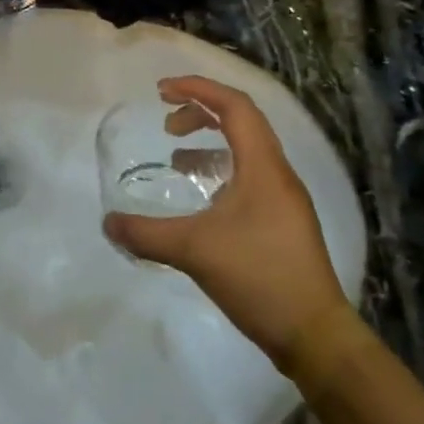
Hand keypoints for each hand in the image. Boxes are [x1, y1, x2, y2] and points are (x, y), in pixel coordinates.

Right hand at [104, 77, 348, 371]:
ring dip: (210, 142)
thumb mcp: (194, 251)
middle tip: (166, 123)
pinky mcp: (282, 221)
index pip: (234, 106)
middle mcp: (278, 173)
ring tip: (176, 159)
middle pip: (242, 121)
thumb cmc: (259, 278)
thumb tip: (108, 222)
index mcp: (263, 166)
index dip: (198, 88)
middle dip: (201, 112)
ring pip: (246, 150)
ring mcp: (284, 199)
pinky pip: (249, 176)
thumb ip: (146, 234)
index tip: (161, 90)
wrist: (314, 334)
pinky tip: (201, 198)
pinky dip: (220, 171)